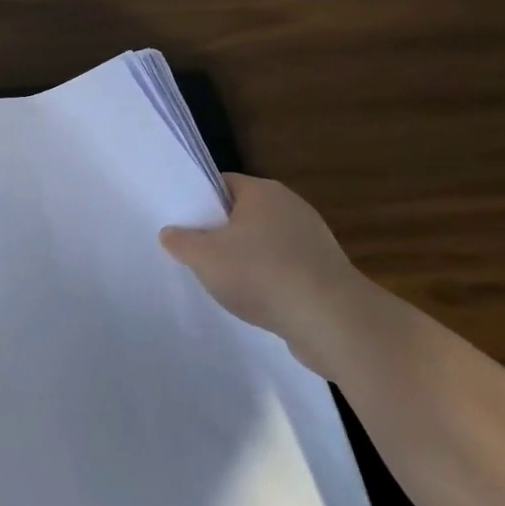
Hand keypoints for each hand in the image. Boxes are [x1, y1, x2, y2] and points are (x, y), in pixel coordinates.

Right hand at [159, 174, 383, 377]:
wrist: (333, 322)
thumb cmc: (261, 274)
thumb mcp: (203, 256)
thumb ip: (180, 241)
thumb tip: (171, 234)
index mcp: (263, 191)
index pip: (222, 183)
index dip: (198, 199)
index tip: (181, 221)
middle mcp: (291, 207)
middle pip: (243, 213)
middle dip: (220, 232)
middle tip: (195, 252)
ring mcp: (313, 240)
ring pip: (265, 243)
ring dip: (245, 259)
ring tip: (222, 281)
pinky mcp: (326, 272)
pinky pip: (285, 268)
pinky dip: (269, 281)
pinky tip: (255, 301)